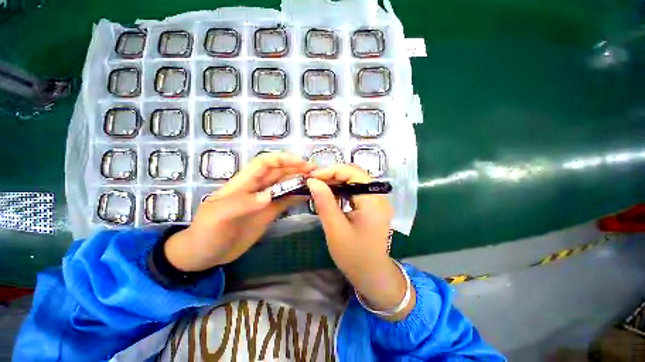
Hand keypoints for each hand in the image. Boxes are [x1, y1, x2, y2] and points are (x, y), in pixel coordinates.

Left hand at [164, 153, 314, 271]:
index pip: (265, 163)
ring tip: (317, 183)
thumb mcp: (218, 218)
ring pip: (285, 185)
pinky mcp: (270, 212)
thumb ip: (241, 204)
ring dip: (299, 181)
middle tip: (316, 173)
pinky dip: (297, 196)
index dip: (283, 159)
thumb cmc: (206, 234)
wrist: (205, 256)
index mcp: (243, 183)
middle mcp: (257, 188)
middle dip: (297, 168)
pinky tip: (308, 196)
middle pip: (279, 172)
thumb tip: (268, 196)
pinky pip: (286, 200)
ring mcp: (265, 201)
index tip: (302, 163)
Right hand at [307, 165, 414, 319]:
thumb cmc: (354, 256)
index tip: (312, 177)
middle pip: (355, 174)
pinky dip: (341, 190)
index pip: (353, 173)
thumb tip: (312, 181)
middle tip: (313, 181)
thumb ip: (324, 203)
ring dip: (336, 181)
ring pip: (354, 181)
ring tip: (318, 186)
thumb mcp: (335, 229)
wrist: (372, 275)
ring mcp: (377, 200)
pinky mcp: (372, 205)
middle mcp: (379, 196)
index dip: (332, 171)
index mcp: (373, 201)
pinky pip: (355, 190)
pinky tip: (330, 194)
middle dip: (333, 175)